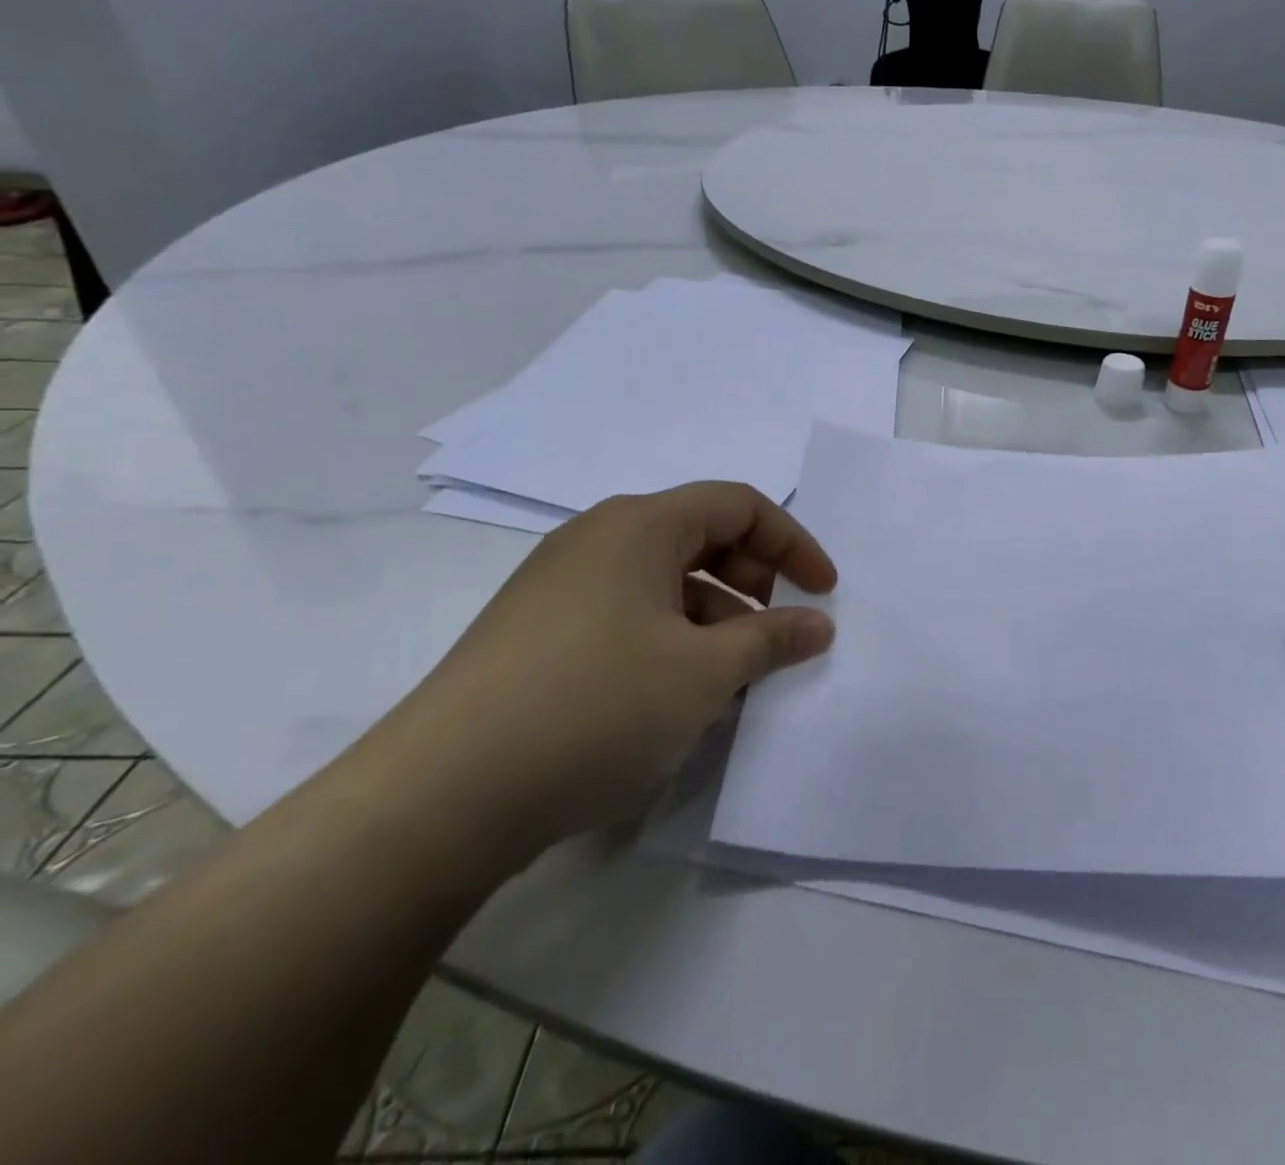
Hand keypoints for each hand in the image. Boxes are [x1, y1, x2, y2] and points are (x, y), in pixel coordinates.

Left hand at [373, 484, 836, 859]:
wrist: (438, 799)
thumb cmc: (595, 708)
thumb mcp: (703, 673)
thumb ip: (771, 639)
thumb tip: (818, 625)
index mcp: (639, 526)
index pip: (739, 505)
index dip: (793, 543)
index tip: (825, 592)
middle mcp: (597, 539)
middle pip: (701, 536)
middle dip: (753, 580)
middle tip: (773, 634)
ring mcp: (560, 586)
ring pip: (664, 583)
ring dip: (713, 619)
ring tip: (730, 681)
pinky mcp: (538, 633)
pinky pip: (628, 616)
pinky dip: (670, 641)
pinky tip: (675, 699)